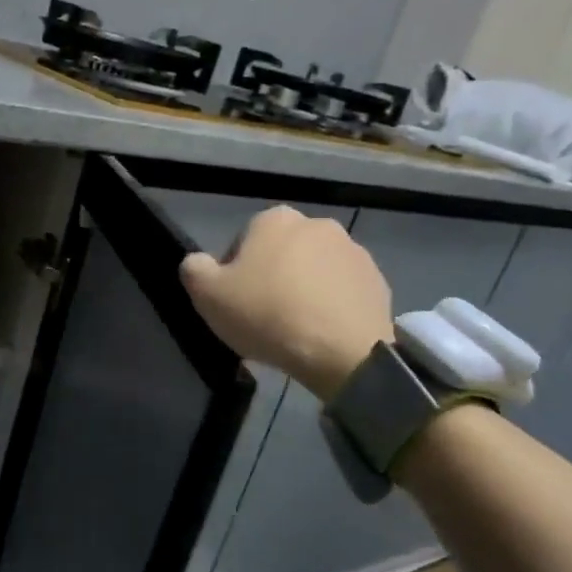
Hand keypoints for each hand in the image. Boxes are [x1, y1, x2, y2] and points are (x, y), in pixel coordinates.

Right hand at [178, 206, 393, 400]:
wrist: (343, 351)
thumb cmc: (268, 315)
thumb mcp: (208, 296)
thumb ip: (194, 270)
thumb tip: (197, 262)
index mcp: (274, 219)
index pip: (242, 242)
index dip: (234, 274)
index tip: (236, 303)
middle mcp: (317, 224)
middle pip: (281, 254)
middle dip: (273, 278)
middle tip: (264, 317)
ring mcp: (353, 251)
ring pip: (314, 271)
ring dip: (304, 290)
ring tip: (296, 329)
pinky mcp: (378, 280)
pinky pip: (343, 291)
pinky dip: (331, 306)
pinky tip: (322, 333)